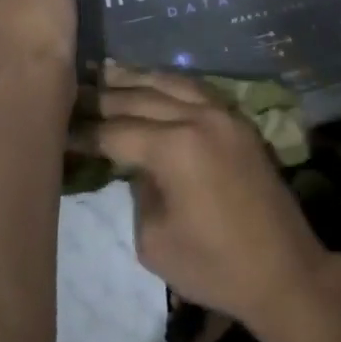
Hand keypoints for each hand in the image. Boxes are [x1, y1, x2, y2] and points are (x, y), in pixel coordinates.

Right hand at [82, 66, 328, 329]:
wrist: (283, 270)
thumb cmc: (214, 266)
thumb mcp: (154, 240)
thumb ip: (137, 191)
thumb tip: (134, 164)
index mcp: (174, 147)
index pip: (116, 131)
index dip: (85, 132)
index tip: (58, 126)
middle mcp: (197, 117)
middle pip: (139, 97)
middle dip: (103, 96)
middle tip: (73, 91)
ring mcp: (222, 112)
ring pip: (169, 82)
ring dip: (135, 78)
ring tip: (105, 71)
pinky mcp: (237, 119)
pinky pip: (195, 88)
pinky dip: (168, 82)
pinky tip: (151, 81)